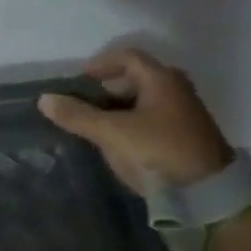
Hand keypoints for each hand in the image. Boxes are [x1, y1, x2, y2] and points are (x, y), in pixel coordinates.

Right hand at [38, 46, 233, 194]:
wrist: (206, 193)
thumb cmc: (158, 151)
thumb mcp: (112, 133)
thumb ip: (78, 115)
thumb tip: (44, 99)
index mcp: (161, 79)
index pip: (127, 57)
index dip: (100, 65)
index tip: (78, 81)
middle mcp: (176, 89)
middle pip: (136, 78)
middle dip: (106, 90)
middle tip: (82, 106)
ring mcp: (184, 114)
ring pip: (143, 101)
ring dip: (117, 109)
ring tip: (95, 127)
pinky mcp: (185, 136)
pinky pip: (151, 120)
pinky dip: (131, 124)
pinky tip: (117, 143)